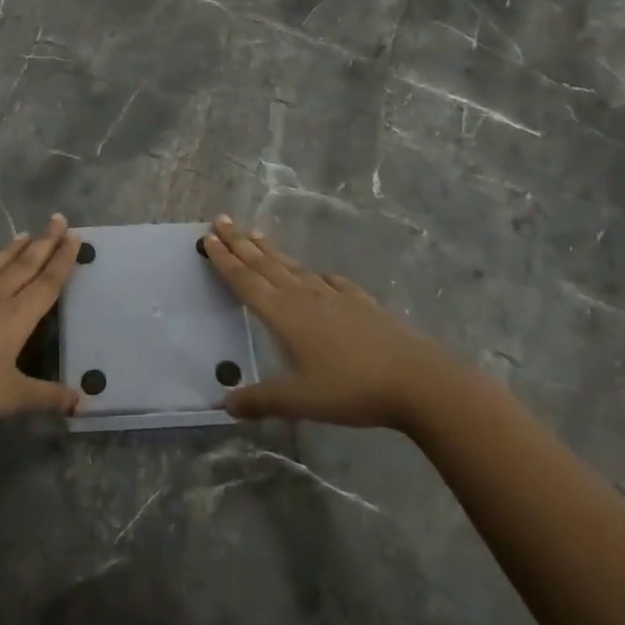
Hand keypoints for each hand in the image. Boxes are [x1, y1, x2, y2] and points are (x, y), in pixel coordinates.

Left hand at [0, 215, 82, 438]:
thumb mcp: (11, 398)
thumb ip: (46, 396)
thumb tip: (80, 400)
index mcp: (14, 317)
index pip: (46, 283)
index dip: (63, 260)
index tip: (75, 236)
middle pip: (24, 266)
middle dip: (44, 242)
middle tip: (59, 219)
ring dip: (13, 250)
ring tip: (25, 234)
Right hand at [202, 215, 458, 430]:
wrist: (417, 379)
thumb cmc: (350, 388)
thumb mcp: (299, 399)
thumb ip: (260, 400)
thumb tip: (223, 404)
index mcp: (283, 313)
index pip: (245, 280)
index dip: (224, 259)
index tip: (207, 236)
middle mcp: (303, 296)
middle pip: (264, 264)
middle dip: (240, 242)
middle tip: (221, 219)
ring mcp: (334, 295)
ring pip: (293, 267)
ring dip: (271, 250)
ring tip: (255, 233)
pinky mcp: (360, 302)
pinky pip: (329, 281)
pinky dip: (314, 273)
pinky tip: (317, 274)